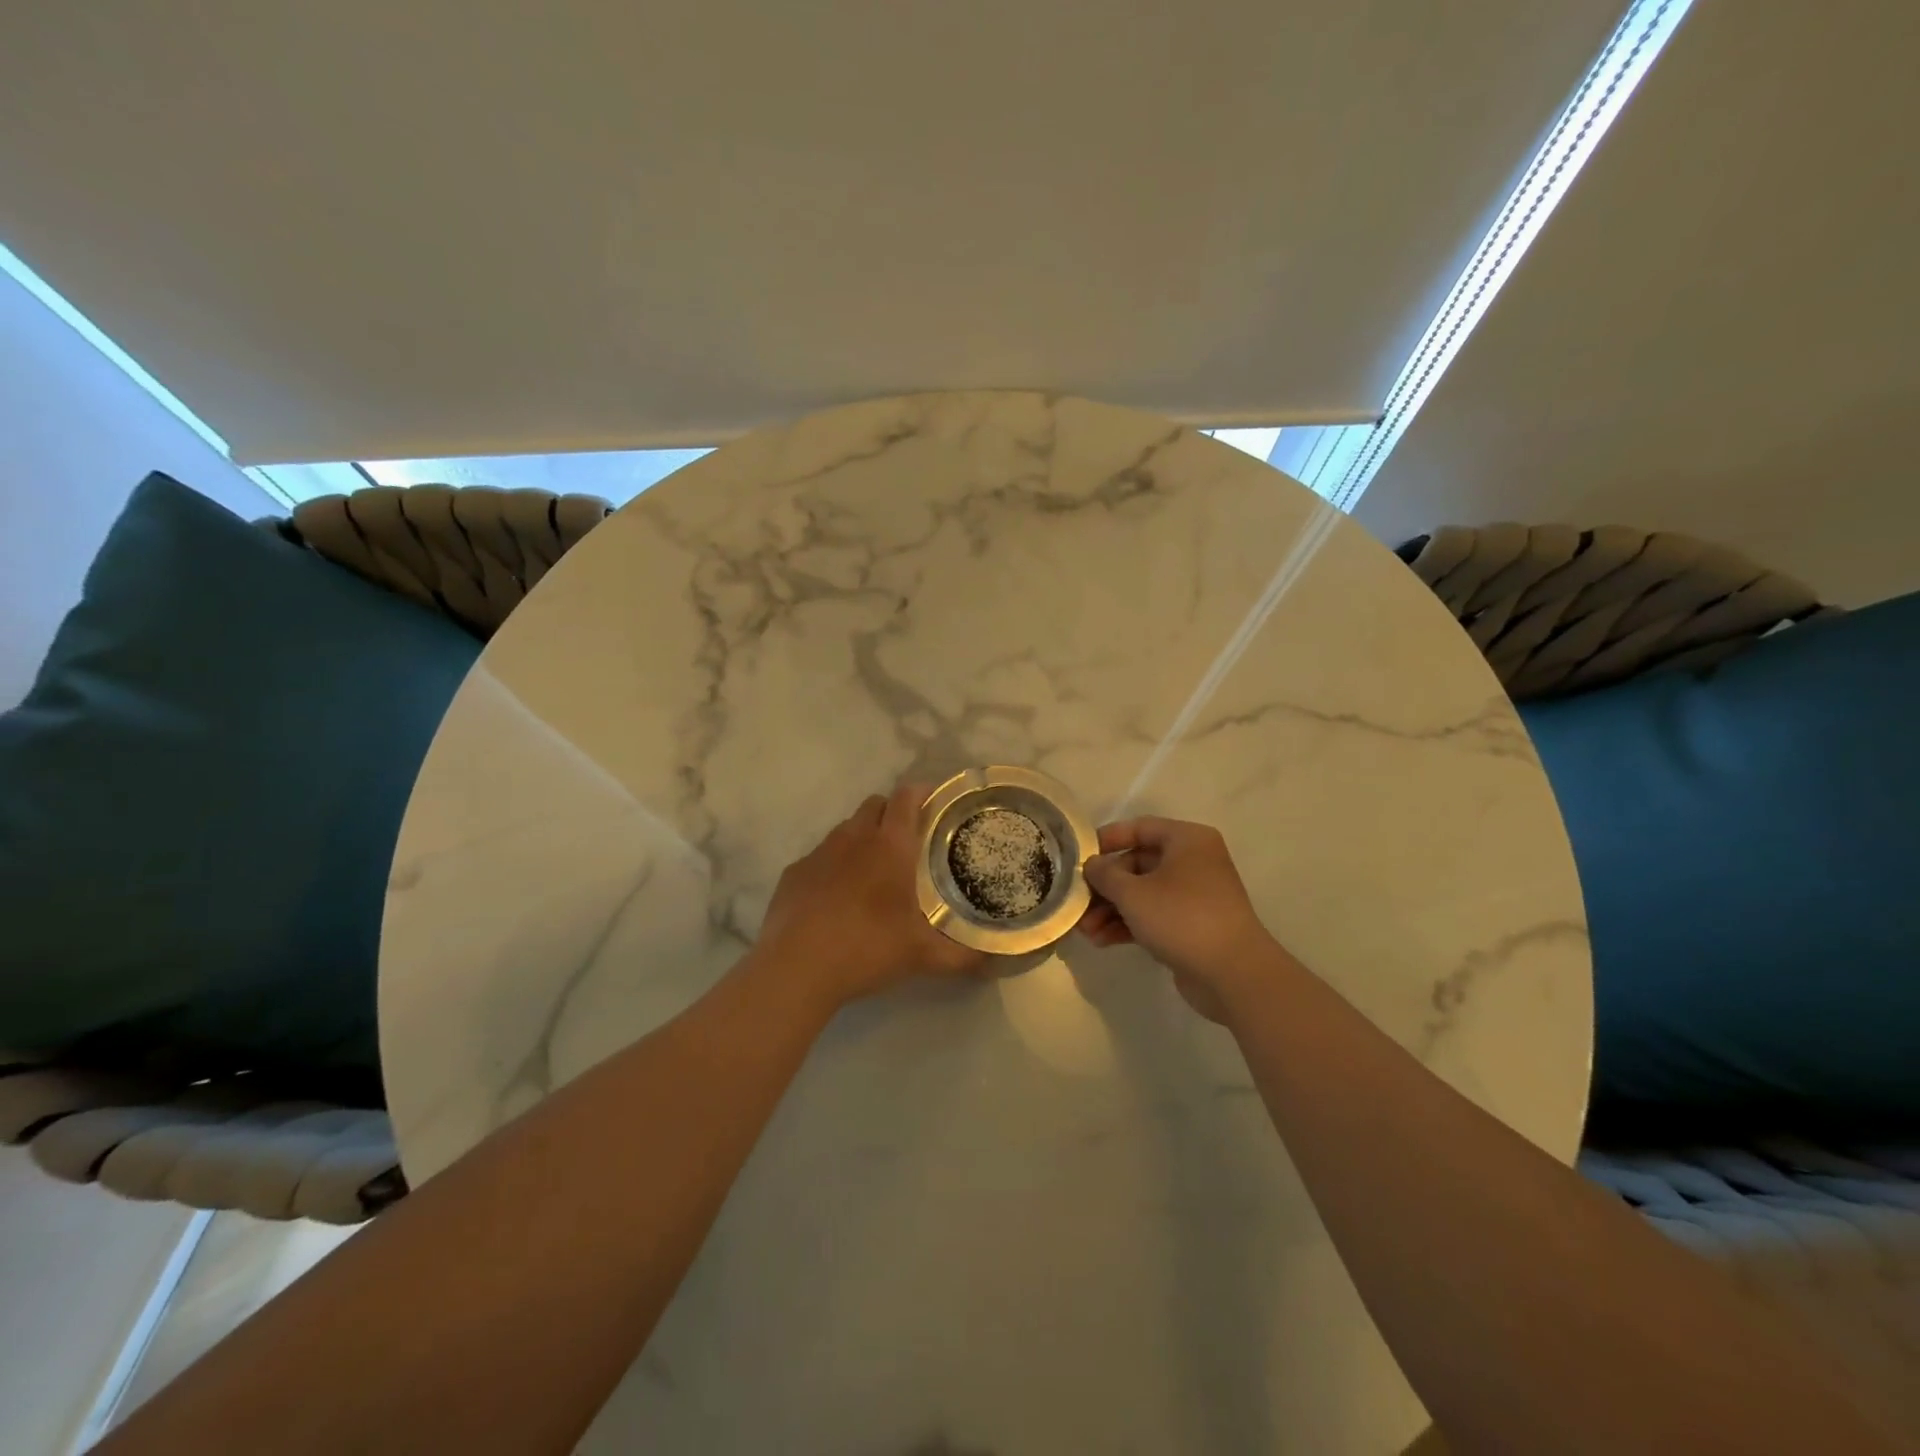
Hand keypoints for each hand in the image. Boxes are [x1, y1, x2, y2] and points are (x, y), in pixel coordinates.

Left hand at [751, 782, 986, 1011]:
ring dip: (863, 838)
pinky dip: (833, 866)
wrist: (796, 968)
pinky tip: (836, 898)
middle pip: (875, 804)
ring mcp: (819, 852)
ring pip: (846, 829)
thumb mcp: (923, 956)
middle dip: (893, 813)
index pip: (907, 797)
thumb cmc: (867, 948)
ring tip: (874, 872)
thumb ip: (962, 957)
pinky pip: (820, 857)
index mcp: (890, 845)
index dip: (922, 792)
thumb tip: (993, 963)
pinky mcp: (794, 872)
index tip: (936, 803)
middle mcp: (854, 837)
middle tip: (909, 841)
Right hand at [1075, 817, 1276, 1020]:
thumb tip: (1091, 865)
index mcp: (1187, 840)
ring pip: (1143, 893)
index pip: (1139, 828)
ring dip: (1111, 910)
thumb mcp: (1133, 893)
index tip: (1078, 856)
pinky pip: (1153, 916)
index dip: (1106, 840)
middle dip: (1104, 886)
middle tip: (1077, 903)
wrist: (1233, 974)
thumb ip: (1105, 874)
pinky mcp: (1192, 926)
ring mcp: (1194, 895)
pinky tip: (1102, 941)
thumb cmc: (1182, 918)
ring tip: (1085, 931)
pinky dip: (1128, 925)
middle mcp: (1193, 861)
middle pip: (1137, 864)